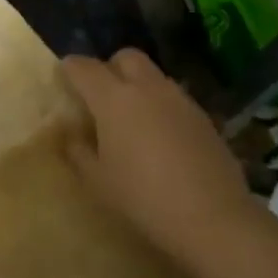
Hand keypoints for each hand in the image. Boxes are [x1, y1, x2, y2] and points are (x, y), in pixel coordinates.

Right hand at [61, 49, 251, 268]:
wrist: (214, 220)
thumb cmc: (143, 198)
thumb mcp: (98, 181)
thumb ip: (78, 151)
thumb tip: (71, 134)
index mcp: (113, 98)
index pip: (83, 67)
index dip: (69, 69)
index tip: (63, 78)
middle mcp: (146, 88)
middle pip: (125, 57)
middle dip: (109, 67)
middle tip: (101, 95)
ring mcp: (179, 100)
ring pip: (153, 75)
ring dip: (138, 85)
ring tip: (132, 117)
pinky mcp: (204, 117)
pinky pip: (174, 98)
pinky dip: (161, 105)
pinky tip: (160, 136)